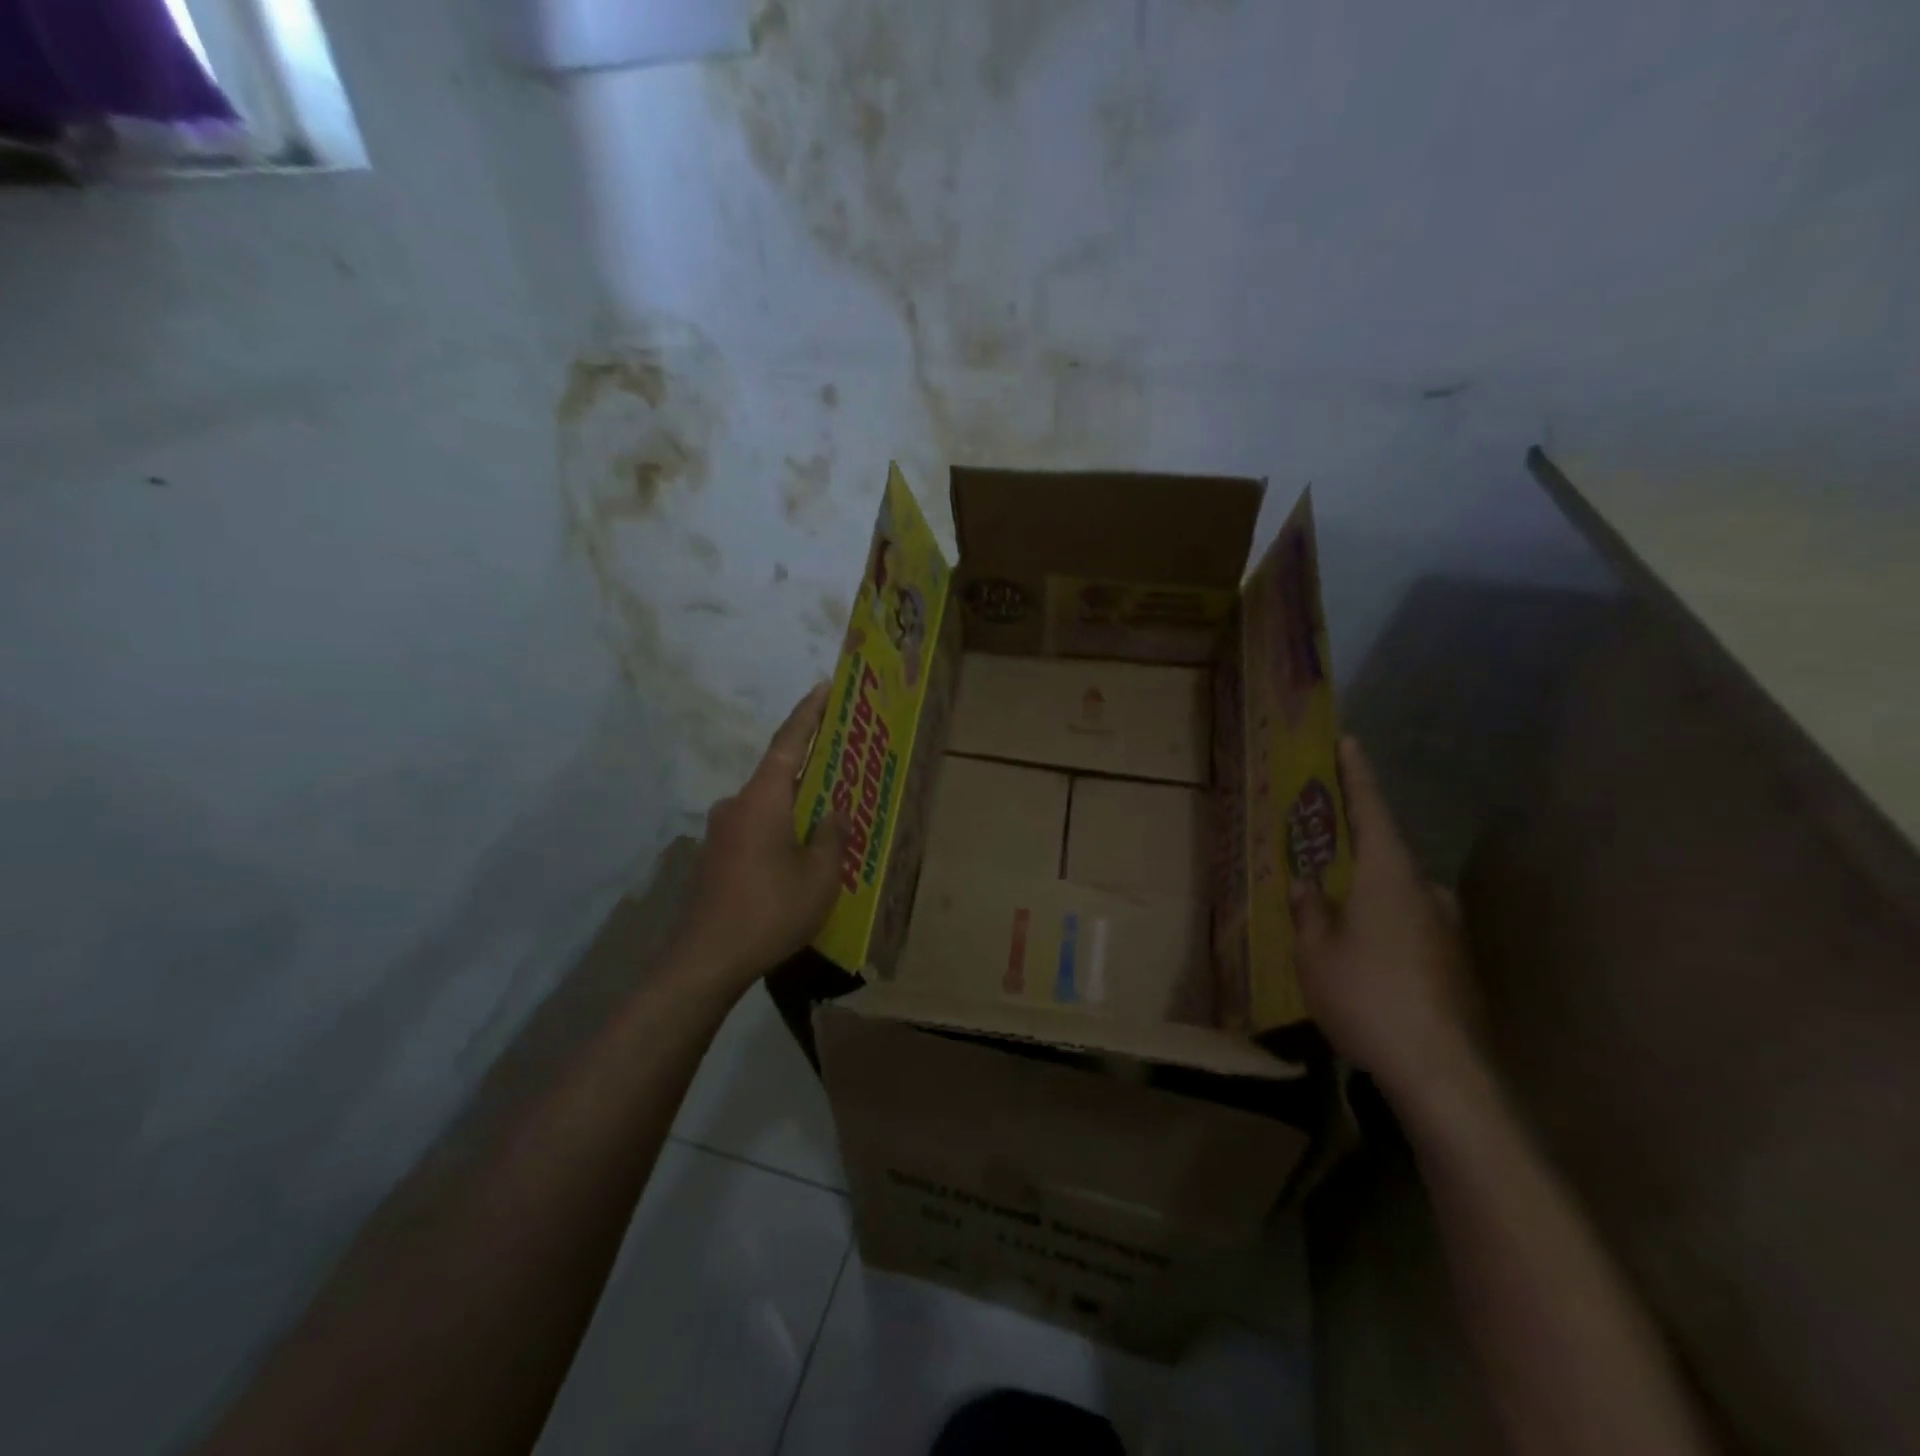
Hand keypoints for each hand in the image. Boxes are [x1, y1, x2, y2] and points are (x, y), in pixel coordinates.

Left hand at [670, 685, 848, 994]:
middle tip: (842, 768)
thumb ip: (831, 836)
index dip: (808, 714)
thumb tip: (832, 811)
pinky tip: (797, 856)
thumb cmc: (770, 910)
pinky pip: (755, 829)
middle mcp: (736, 805)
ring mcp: (720, 832)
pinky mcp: (714, 857)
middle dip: (810, 769)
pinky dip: (779, 830)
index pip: (789, 743)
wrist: (706, 960)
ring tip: (826, 820)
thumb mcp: (820, 876)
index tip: (823, 688)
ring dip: (795, 807)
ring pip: (767, 806)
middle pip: (778, 775)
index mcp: (763, 799)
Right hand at [1292, 737, 1484, 1105]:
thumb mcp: (1315, 951)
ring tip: (1336, 918)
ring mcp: (1448, 928)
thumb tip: (1306, 885)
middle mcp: (1426, 891)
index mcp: (1389, 874)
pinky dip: (1385, 928)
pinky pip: (1411, 928)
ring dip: (1368, 897)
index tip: (1349, 742)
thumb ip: (1309, 910)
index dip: (1357, 775)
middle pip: (1385, 855)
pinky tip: (1366, 960)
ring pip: (1399, 896)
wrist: (1442, 1072)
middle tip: (1321, 857)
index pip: (1372, 809)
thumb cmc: (1367, 995)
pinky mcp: (1457, 964)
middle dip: (1353, 852)